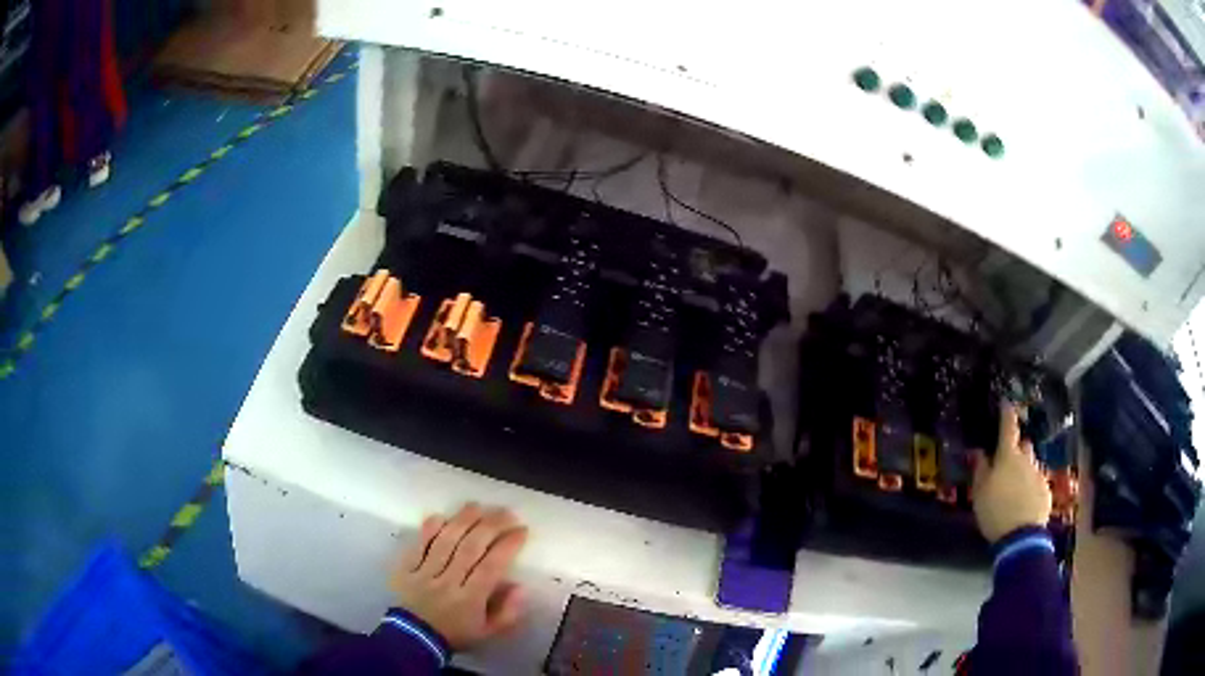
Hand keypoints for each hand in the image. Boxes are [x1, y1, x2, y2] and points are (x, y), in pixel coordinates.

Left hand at [391, 503, 528, 649]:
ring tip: (477, 506)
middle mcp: (448, 581)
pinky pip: (418, 545)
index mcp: (470, 599)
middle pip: (470, 547)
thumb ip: (508, 613)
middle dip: (491, 526)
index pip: (491, 566)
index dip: (508, 545)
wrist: (413, 639)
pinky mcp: (405, 568)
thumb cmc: (455, 634)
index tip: (521, 530)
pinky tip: (440, 516)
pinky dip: (428, 529)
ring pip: (445, 541)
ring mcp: (424, 573)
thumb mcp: (488, 633)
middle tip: (506, 512)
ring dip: (462, 520)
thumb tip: (521, 587)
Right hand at [971, 404, 1051, 542]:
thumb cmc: (995, 511)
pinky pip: (1037, 481)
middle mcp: (1026, 459)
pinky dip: (1030, 486)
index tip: (1006, 403)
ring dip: (1024, 469)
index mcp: (1008, 456)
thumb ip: (981, 470)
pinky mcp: (1046, 490)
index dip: (1007, 414)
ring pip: (1031, 464)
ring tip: (1015, 486)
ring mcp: (1038, 474)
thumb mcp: (980, 493)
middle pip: (1024, 445)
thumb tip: (980, 452)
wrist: (1021, 536)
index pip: (1008, 428)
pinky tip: (1023, 501)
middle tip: (1008, 460)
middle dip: (1017, 448)